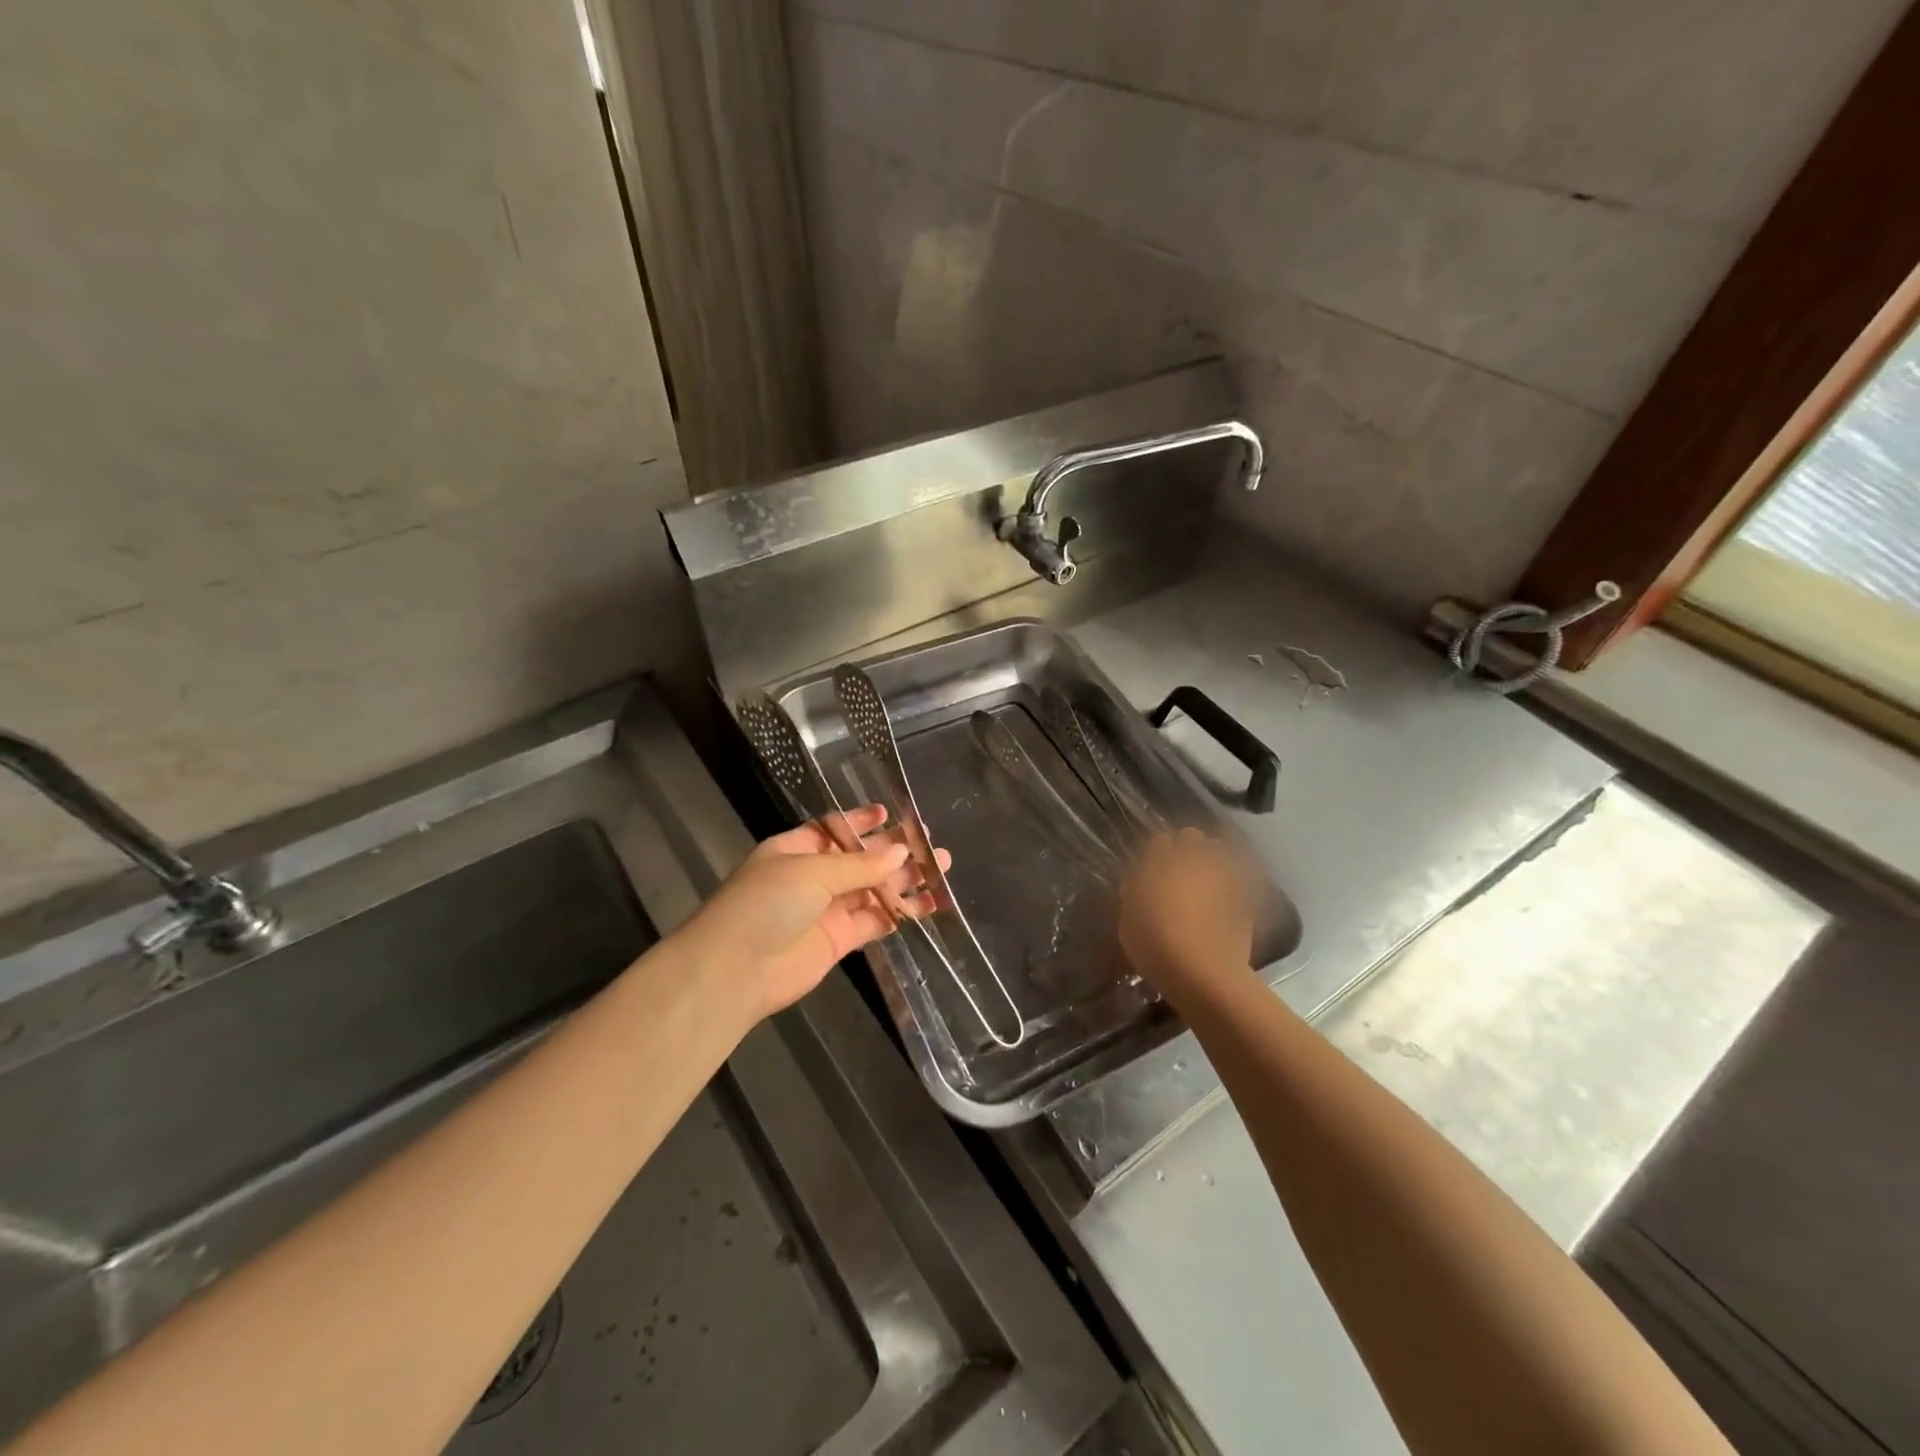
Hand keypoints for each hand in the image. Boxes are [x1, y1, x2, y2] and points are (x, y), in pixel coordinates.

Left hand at [684, 805, 949, 1021]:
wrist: (735, 971)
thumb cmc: (766, 904)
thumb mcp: (811, 871)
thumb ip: (860, 864)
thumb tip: (901, 853)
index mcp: (796, 849)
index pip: (835, 829)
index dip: (862, 822)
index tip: (892, 814)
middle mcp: (812, 876)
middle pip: (861, 859)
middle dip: (895, 852)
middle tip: (933, 846)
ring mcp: (826, 909)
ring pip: (873, 890)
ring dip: (905, 882)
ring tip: (942, 871)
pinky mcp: (838, 940)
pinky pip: (875, 921)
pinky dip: (900, 914)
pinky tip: (927, 906)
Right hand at [1118, 828, 1256, 1007]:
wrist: (1203, 973)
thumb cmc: (1155, 945)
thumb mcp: (1128, 924)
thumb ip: (1132, 898)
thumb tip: (1135, 886)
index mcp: (1160, 863)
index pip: (1159, 841)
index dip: (1156, 853)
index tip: (1152, 868)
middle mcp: (1192, 861)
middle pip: (1192, 837)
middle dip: (1186, 847)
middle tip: (1179, 870)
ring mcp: (1221, 876)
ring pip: (1219, 852)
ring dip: (1211, 860)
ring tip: (1205, 880)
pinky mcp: (1244, 897)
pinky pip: (1237, 880)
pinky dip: (1231, 885)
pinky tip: (1225, 901)